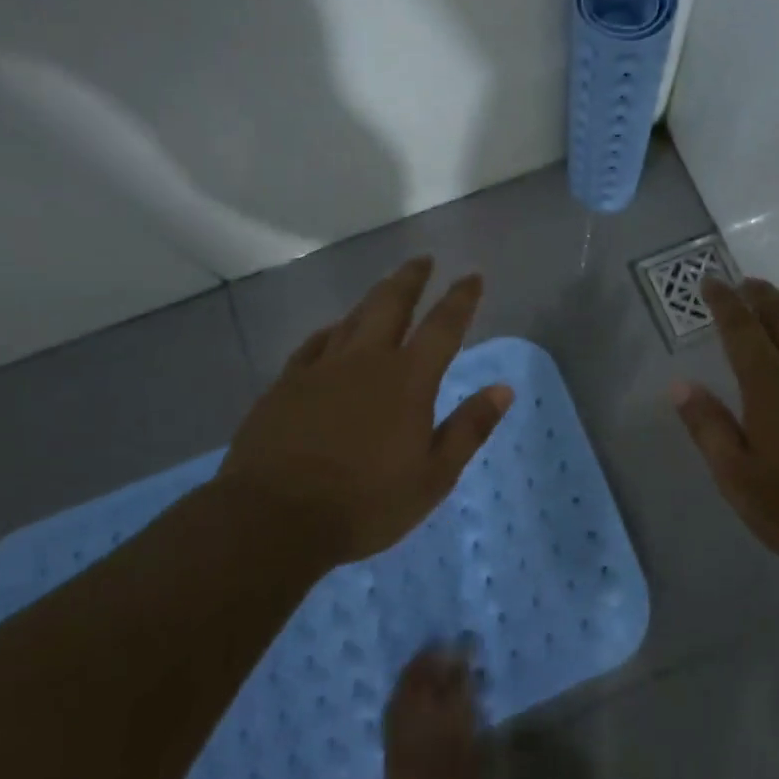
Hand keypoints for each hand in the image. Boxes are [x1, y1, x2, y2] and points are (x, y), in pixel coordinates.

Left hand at [220, 256, 511, 567]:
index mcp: (408, 380)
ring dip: (374, 297)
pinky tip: (333, 330)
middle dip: (411, 279)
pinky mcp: (287, 384)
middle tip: (423, 260)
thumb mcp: (433, 476)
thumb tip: (503, 390)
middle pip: (392, 304)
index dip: (461, 299)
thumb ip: (469, 428)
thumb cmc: (365, 503)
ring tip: (386, 285)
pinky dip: (331, 331)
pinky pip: (314, 344)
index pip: (443, 326)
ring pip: (353, 317)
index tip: (472, 276)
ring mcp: (322, 368)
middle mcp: (367, 360)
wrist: (274, 518)